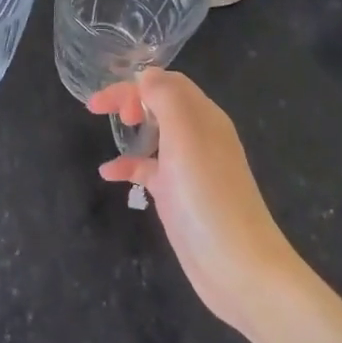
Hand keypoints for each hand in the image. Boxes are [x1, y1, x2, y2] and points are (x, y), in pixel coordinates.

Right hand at [88, 69, 298, 336]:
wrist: (239, 267)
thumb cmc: (209, 196)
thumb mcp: (185, 137)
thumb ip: (166, 98)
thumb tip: (146, 75)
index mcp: (205, 117)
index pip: (168, 83)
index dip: (136, 84)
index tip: (106, 102)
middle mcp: (200, 137)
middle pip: (162, 104)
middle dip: (131, 100)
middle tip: (102, 111)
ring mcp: (190, 169)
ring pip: (156, 135)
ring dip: (131, 128)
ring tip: (105, 131)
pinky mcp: (180, 197)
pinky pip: (150, 170)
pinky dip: (129, 166)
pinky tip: (108, 175)